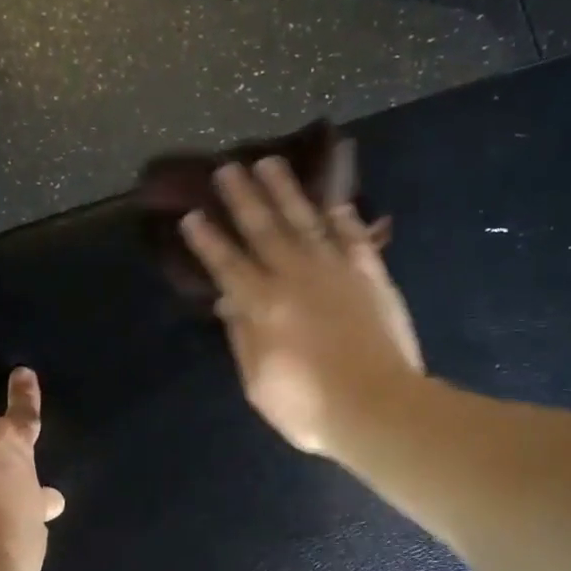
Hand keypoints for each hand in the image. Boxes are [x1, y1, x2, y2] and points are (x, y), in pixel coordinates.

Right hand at [179, 154, 422, 454]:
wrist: (379, 408)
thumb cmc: (311, 408)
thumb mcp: (259, 385)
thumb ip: (242, 339)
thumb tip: (228, 301)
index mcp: (263, 306)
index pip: (227, 264)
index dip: (207, 240)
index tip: (191, 214)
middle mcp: (295, 277)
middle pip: (263, 229)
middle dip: (242, 197)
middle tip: (227, 167)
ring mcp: (336, 271)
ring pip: (305, 220)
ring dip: (286, 190)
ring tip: (270, 163)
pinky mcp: (370, 275)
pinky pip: (354, 236)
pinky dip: (343, 216)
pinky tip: (333, 200)